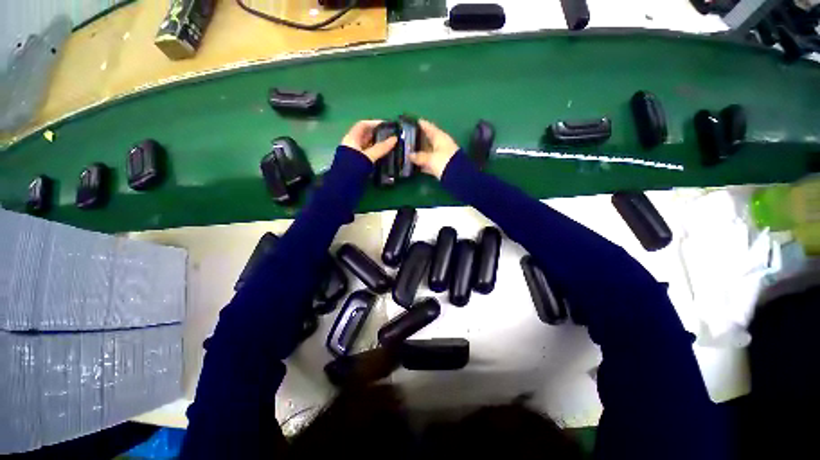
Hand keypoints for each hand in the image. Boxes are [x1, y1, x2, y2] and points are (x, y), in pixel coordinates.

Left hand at [341, 120, 397, 163]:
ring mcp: (355, 154)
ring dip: (379, 145)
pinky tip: (385, 156)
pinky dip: (377, 153)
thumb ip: (381, 148)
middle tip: (392, 136)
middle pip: (366, 135)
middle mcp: (353, 144)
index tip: (387, 126)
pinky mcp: (359, 163)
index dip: (375, 123)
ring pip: (368, 146)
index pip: (363, 125)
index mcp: (351, 138)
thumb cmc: (353, 168)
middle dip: (379, 134)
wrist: (343, 186)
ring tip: (392, 145)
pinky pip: (369, 154)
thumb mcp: (368, 156)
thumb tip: (395, 139)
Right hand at [410, 119, 459, 179]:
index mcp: (440, 137)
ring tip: (409, 151)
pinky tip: (416, 164)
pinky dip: (423, 162)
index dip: (422, 124)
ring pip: (429, 151)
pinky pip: (430, 162)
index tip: (414, 121)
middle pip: (429, 139)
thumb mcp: (430, 158)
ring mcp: (442, 155)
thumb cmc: (444, 161)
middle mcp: (441, 144)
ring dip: (420, 152)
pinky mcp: (441, 165)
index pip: (429, 127)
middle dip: (419, 139)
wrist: (458, 176)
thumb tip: (410, 155)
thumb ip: (419, 157)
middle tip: (408, 138)